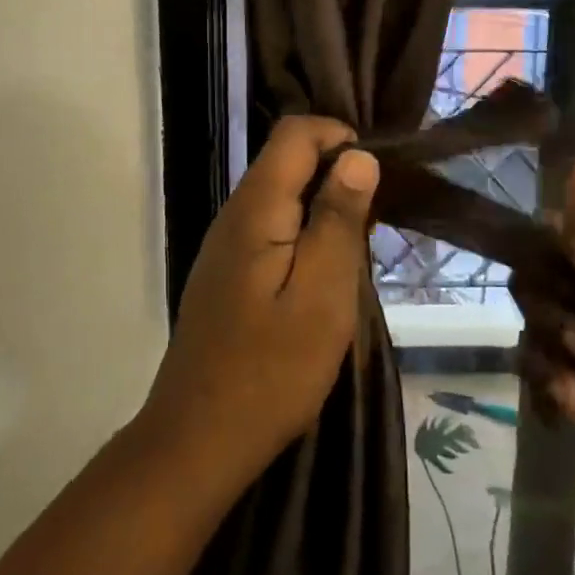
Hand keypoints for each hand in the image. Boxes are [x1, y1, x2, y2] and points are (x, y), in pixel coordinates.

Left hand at [141, 116, 378, 487]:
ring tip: (353, 258)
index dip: (339, 137)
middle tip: (371, 229)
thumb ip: (338, 221)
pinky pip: (271, 228)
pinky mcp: (227, 272)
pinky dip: (304, 236)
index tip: (376, 179)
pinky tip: (320, 281)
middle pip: (286, 160)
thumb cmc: (271, 372)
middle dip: (335, 176)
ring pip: (281, 195)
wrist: (198, 441)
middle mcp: (234, 214)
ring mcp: (226, 244)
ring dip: (322, 209)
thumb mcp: (322, 296)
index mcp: (256, 209)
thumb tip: (358, 155)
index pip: (295, 133)